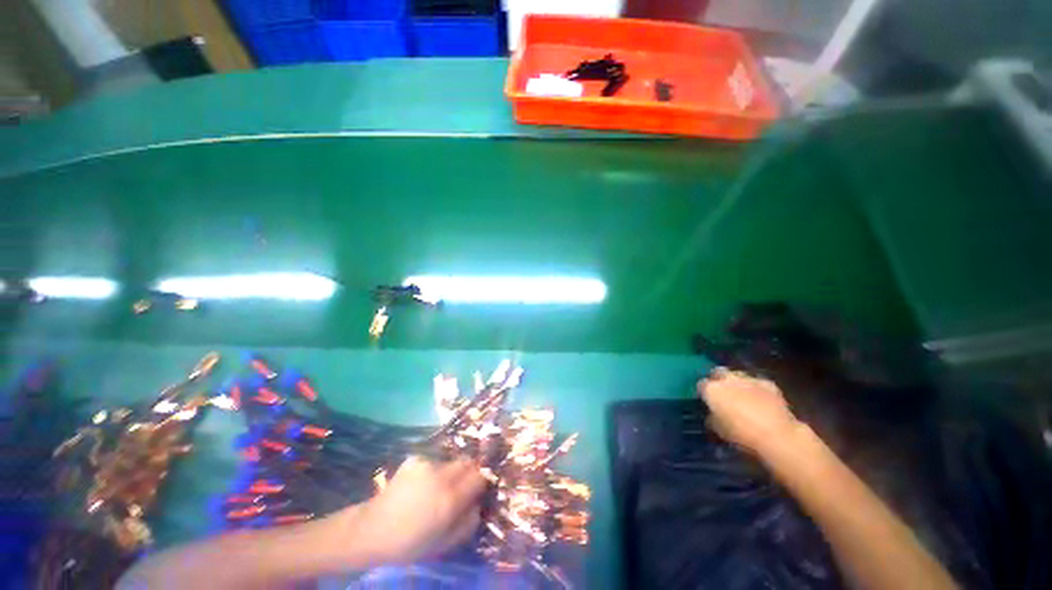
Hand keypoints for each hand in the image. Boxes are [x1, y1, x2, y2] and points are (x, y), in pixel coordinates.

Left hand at [347, 457, 486, 564]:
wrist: (373, 529)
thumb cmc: (410, 542)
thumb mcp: (444, 543)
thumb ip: (468, 523)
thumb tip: (479, 503)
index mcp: (450, 500)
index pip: (479, 477)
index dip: (481, 482)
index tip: (477, 489)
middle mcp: (441, 477)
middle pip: (468, 462)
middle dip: (469, 471)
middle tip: (461, 486)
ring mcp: (427, 465)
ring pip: (451, 462)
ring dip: (450, 472)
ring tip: (436, 487)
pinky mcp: (415, 459)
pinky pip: (434, 461)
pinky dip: (433, 470)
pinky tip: (420, 484)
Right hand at [697, 367, 800, 455]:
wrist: (777, 435)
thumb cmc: (742, 435)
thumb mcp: (720, 431)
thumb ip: (713, 418)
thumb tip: (713, 414)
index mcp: (712, 390)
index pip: (702, 385)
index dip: (704, 393)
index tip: (708, 402)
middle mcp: (727, 380)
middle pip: (718, 373)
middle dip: (719, 380)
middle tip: (723, 394)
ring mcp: (748, 379)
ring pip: (738, 375)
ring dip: (737, 383)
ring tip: (742, 396)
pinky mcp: (768, 383)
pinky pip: (757, 382)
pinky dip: (757, 389)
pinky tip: (761, 400)